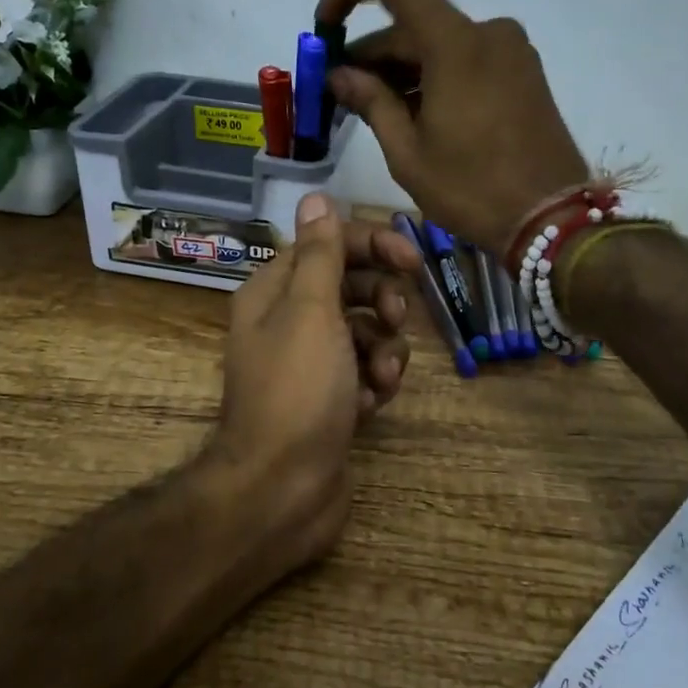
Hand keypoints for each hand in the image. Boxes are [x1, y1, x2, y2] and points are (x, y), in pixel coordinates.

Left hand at [208, 192, 421, 564]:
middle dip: (379, 299)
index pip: (327, 245)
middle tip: (395, 318)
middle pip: (348, 287)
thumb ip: (321, 254)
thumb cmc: (297, 391)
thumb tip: (315, 197)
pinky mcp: (330, 400)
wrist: (282, 491)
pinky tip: (372, 404)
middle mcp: (287, 322)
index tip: (413, 259)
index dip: (371, 244)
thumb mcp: (311, 311)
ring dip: (383, 347)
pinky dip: (374, 382)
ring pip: (363, 332)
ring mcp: (310, 365)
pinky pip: (364, 372)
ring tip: (382, 376)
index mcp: (274, 293)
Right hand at [318, 0, 587, 252]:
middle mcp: (487, 32)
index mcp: (455, 43)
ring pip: (438, 44)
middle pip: (413, 23)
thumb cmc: (472, 190)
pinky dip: (432, 76)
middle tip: (339, 93)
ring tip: (372, 111)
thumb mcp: (408, 152)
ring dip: (401, 69)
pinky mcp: (523, 73)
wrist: (551, 220)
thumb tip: (339, 75)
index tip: (325, 28)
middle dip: (371, 53)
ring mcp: (511, 51)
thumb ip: (371, 102)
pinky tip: (414, 114)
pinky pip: (465, 59)